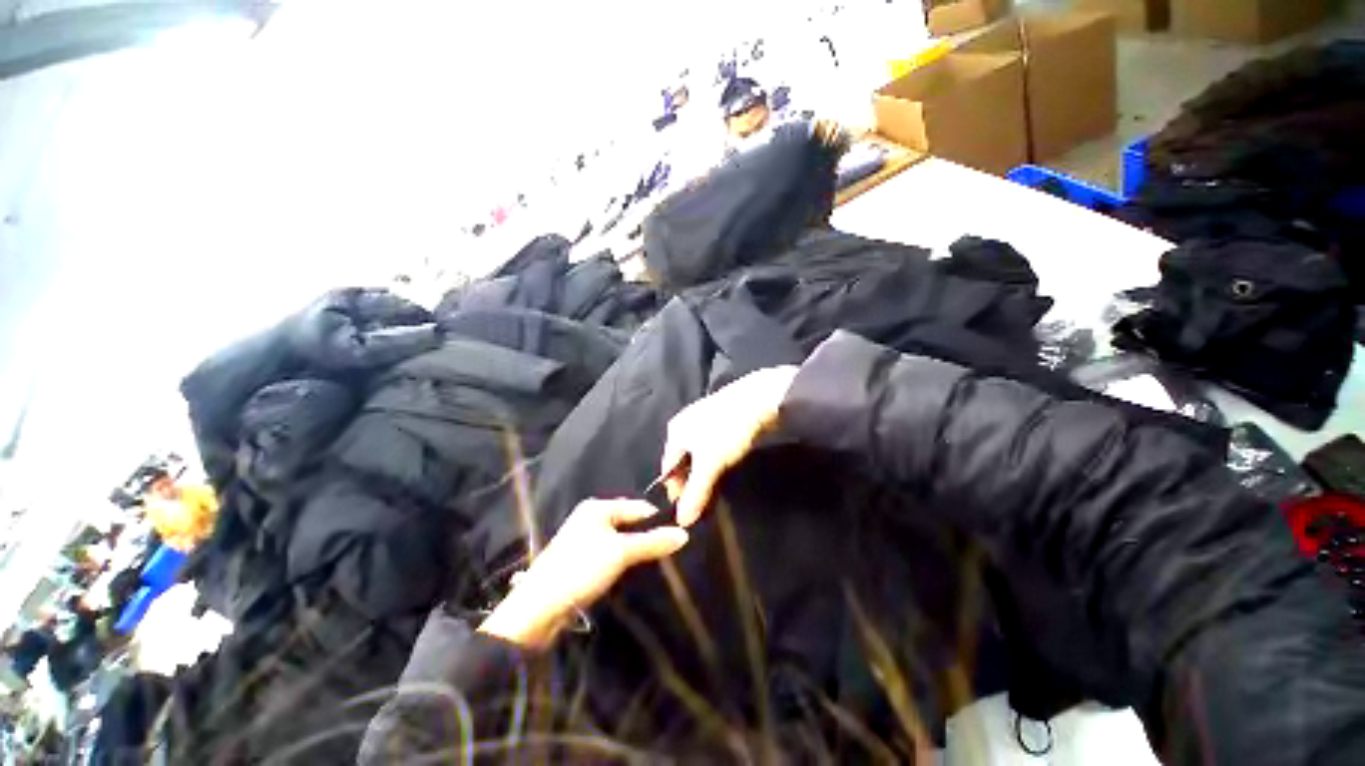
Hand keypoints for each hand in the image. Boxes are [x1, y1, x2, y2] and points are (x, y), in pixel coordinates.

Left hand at [478, 499, 688, 647]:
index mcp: (597, 507)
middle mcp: (589, 518)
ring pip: (620, 540)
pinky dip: (621, 561)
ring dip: (634, 551)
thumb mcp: (621, 552)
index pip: (638, 507)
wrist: (538, 609)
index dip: (657, 521)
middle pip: (628, 523)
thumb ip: (652, 542)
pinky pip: (609, 554)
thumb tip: (684, 534)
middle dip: (646, 536)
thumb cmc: (580, 569)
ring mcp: (583, 540)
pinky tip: (630, 573)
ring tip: (653, 564)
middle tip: (667, 552)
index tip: (676, 537)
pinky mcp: (579, 561)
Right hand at [661, 366, 798, 526]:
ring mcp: (704, 420)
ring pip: (699, 454)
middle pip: (683, 461)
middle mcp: (685, 423)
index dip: (675, 491)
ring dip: (704, 473)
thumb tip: (682, 521)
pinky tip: (726, 468)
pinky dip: (715, 461)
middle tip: (702, 503)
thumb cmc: (727, 431)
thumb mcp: (710, 464)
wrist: (760, 400)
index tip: (686, 511)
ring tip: (715, 488)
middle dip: (691, 482)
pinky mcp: (722, 420)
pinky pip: (712, 447)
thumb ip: (695, 493)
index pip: (668, 468)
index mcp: (675, 431)